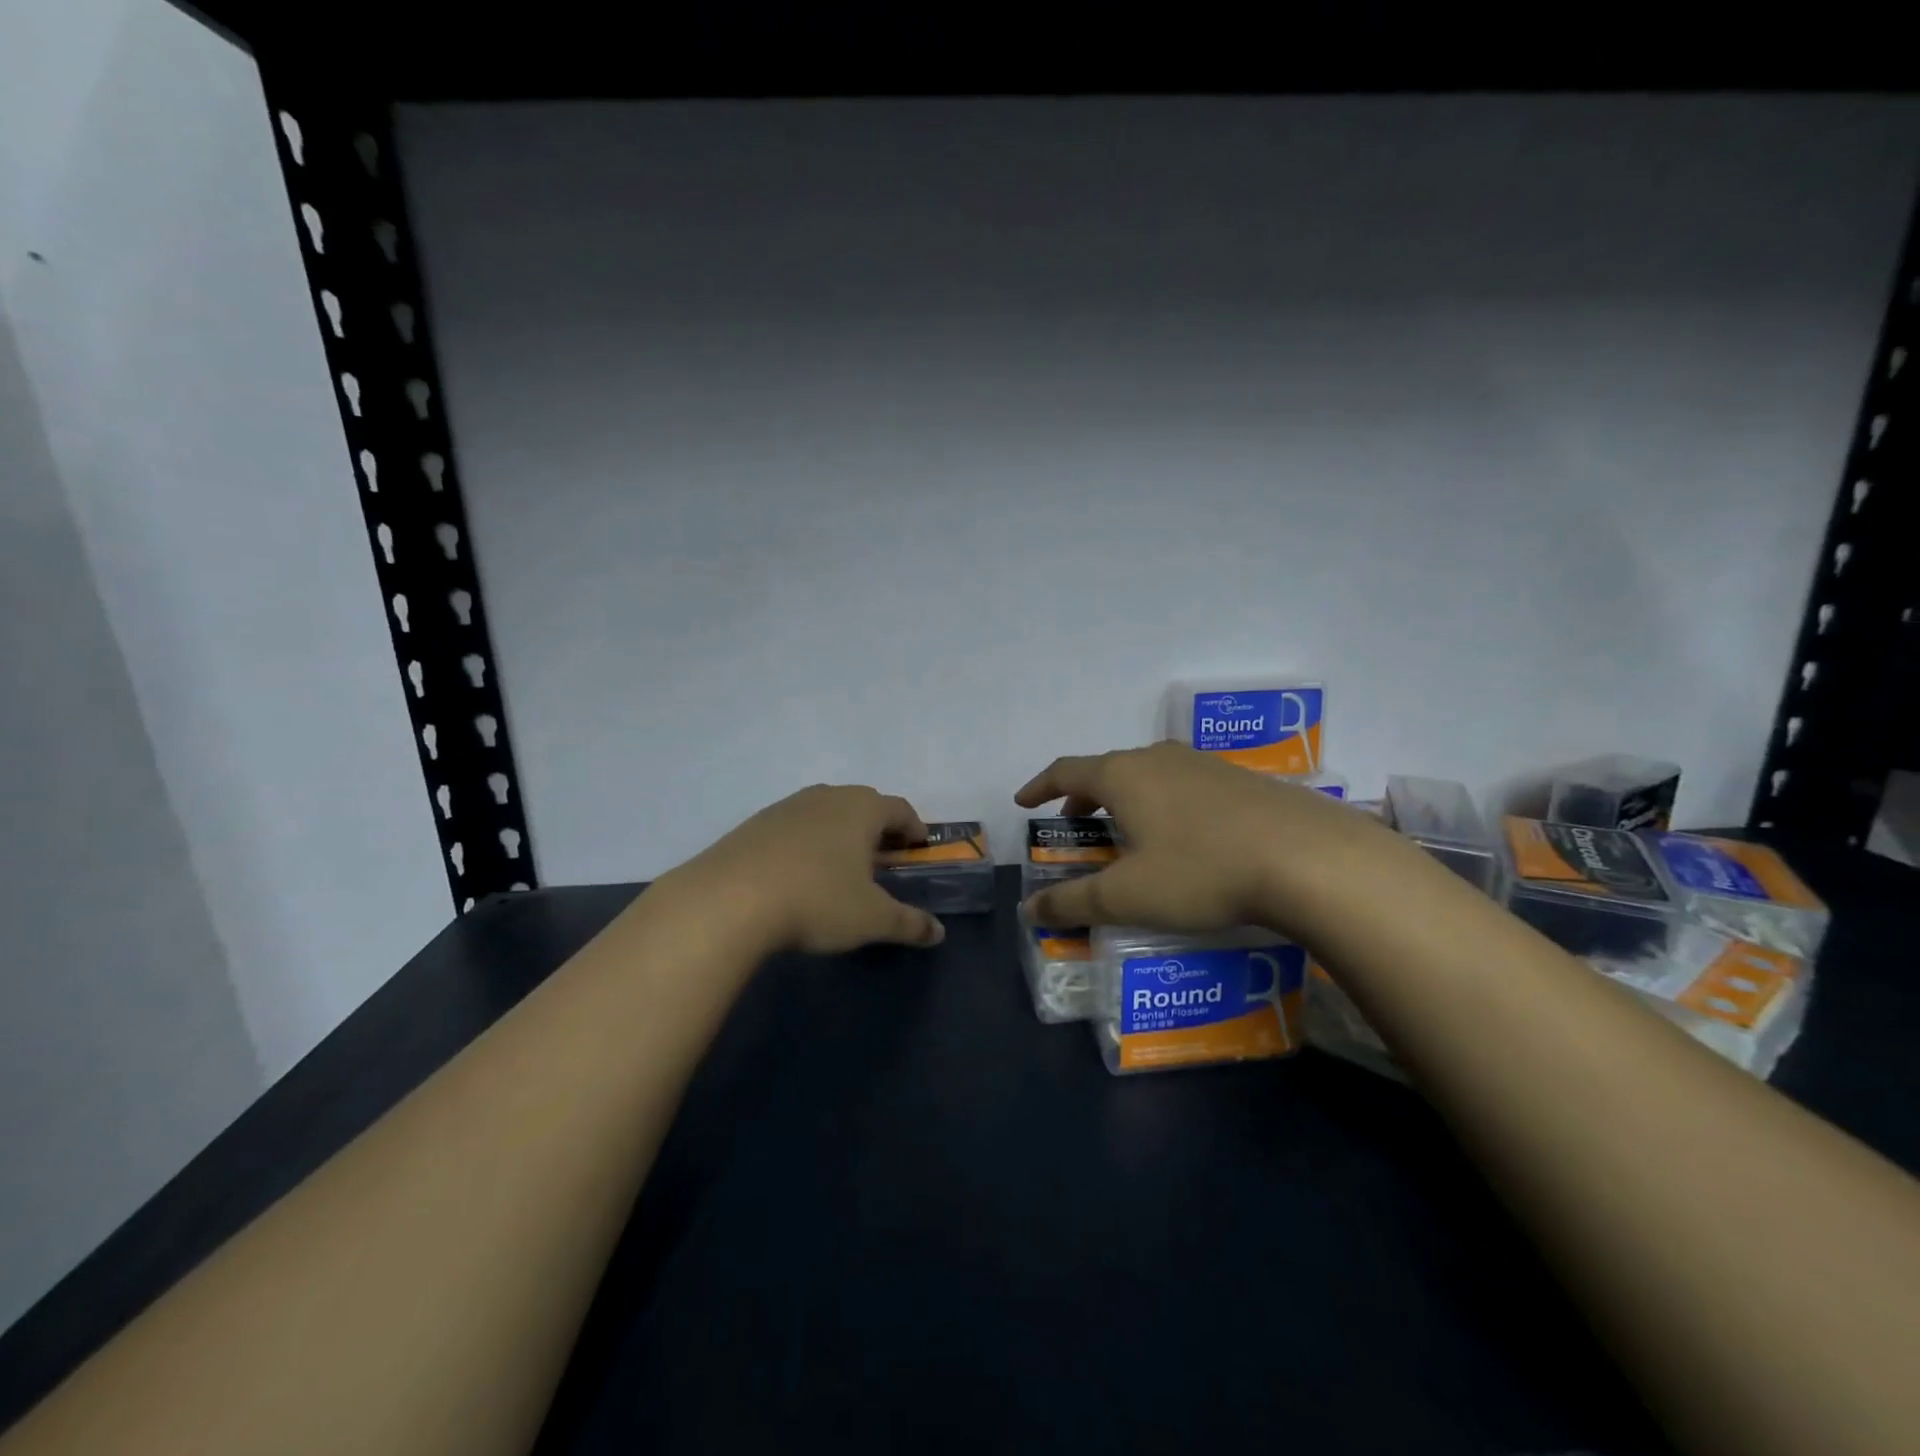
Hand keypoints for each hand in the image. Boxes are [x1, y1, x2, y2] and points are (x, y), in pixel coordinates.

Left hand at [669, 784, 946, 955]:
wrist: (729, 900)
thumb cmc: (817, 901)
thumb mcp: (871, 919)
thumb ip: (909, 924)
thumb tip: (938, 933)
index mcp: (862, 809)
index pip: (900, 809)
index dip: (914, 828)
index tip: (919, 848)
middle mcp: (827, 796)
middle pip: (863, 805)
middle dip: (878, 829)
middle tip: (884, 859)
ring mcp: (787, 806)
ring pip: (826, 813)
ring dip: (840, 833)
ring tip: (840, 867)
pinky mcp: (755, 823)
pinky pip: (794, 827)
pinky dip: (807, 843)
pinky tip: (799, 874)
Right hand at [1014, 741, 1399, 937]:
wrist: (1309, 859)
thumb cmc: (1201, 872)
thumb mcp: (1127, 896)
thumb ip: (1073, 902)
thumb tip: (1029, 910)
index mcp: (1123, 775)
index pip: (1066, 770)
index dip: (1041, 786)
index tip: (1025, 802)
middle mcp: (1159, 759)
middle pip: (1108, 769)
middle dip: (1084, 795)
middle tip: (1076, 823)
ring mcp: (1204, 765)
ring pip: (1149, 775)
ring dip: (1127, 799)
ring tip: (1128, 832)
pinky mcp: (1241, 780)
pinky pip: (1184, 785)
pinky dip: (1164, 803)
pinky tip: (1184, 837)